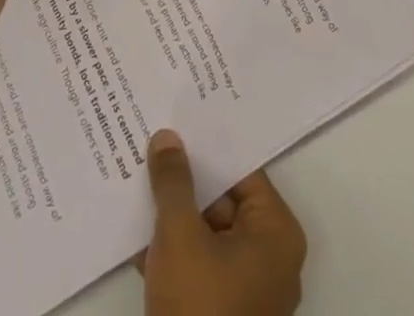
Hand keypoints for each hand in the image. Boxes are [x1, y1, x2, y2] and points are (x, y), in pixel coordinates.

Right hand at [141, 130, 305, 315]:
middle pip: (223, 198)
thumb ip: (173, 181)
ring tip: (138, 175)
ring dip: (174, 212)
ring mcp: (249, 289)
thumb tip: (168, 137)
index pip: (240, 168)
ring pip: (208, 230)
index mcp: (275, 233)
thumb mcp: (179, 235)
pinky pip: (200, 261)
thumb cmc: (199, 308)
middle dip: (185, 178)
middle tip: (152, 141)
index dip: (207, 143)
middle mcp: (271, 257)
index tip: (178, 118)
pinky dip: (173, 247)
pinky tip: (138, 228)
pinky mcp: (225, 312)